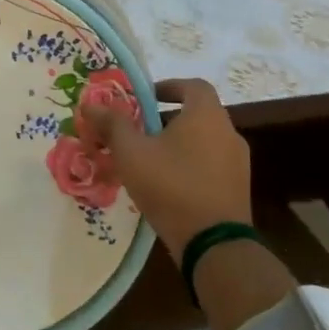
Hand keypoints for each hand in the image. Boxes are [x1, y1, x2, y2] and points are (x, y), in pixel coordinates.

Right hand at [82, 78, 250, 258]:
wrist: (213, 243)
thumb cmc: (170, 185)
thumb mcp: (131, 152)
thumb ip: (112, 124)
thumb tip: (90, 104)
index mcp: (206, 116)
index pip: (193, 86)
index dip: (169, 86)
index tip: (146, 98)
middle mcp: (228, 133)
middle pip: (197, 114)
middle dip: (167, 119)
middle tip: (139, 132)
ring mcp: (238, 163)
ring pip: (204, 141)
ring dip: (178, 144)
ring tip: (149, 161)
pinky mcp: (237, 189)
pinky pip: (211, 165)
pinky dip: (190, 165)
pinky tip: (168, 185)